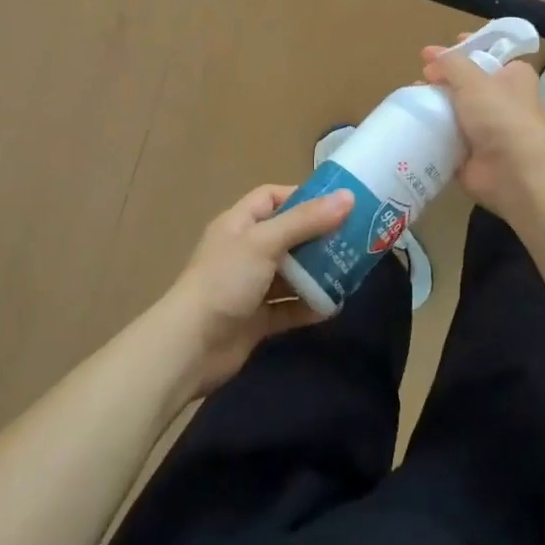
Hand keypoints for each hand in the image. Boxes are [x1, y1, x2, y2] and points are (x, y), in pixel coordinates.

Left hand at [162, 184, 353, 395]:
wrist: (190, 348)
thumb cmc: (225, 281)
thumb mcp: (265, 242)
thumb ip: (306, 221)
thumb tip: (347, 197)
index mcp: (239, 223)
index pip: (271, 197)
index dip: (301, 196)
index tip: (336, 203)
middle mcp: (245, 251)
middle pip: (287, 234)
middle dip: (318, 236)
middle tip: (354, 237)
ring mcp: (250, 287)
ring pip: (291, 272)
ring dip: (318, 272)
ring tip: (352, 270)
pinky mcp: (257, 319)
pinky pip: (289, 307)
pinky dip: (309, 306)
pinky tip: (334, 306)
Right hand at [422, 45, 544, 220]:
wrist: (513, 172)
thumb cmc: (500, 116)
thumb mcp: (474, 79)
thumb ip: (450, 63)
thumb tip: (430, 55)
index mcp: (513, 76)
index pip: (487, 54)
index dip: (463, 48)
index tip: (437, 50)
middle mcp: (503, 99)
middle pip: (467, 82)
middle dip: (443, 78)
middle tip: (423, 76)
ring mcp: (487, 128)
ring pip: (454, 109)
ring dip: (434, 104)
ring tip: (411, 97)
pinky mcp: (471, 152)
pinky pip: (446, 136)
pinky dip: (431, 131)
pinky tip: (411, 123)